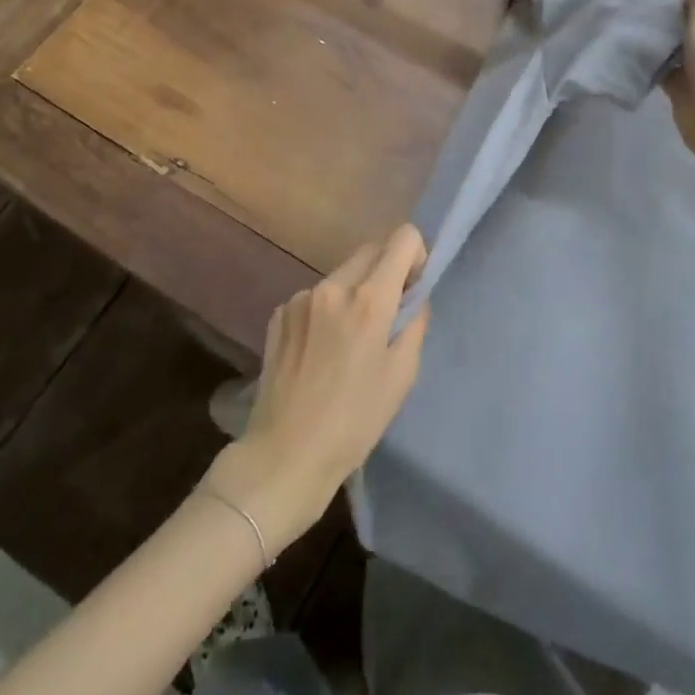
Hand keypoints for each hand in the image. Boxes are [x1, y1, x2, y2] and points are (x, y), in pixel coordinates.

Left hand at [201, 224, 429, 554]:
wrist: (286, 454)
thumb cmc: (354, 422)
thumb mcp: (401, 376)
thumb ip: (414, 324)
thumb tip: (414, 298)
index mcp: (368, 300)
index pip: (402, 240)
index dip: (415, 255)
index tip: (412, 287)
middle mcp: (332, 286)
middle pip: (370, 251)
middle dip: (386, 270)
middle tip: (387, 313)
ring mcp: (301, 298)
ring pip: (341, 275)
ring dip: (354, 292)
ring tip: (348, 341)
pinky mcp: (279, 314)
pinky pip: (314, 297)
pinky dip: (326, 310)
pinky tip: (320, 351)